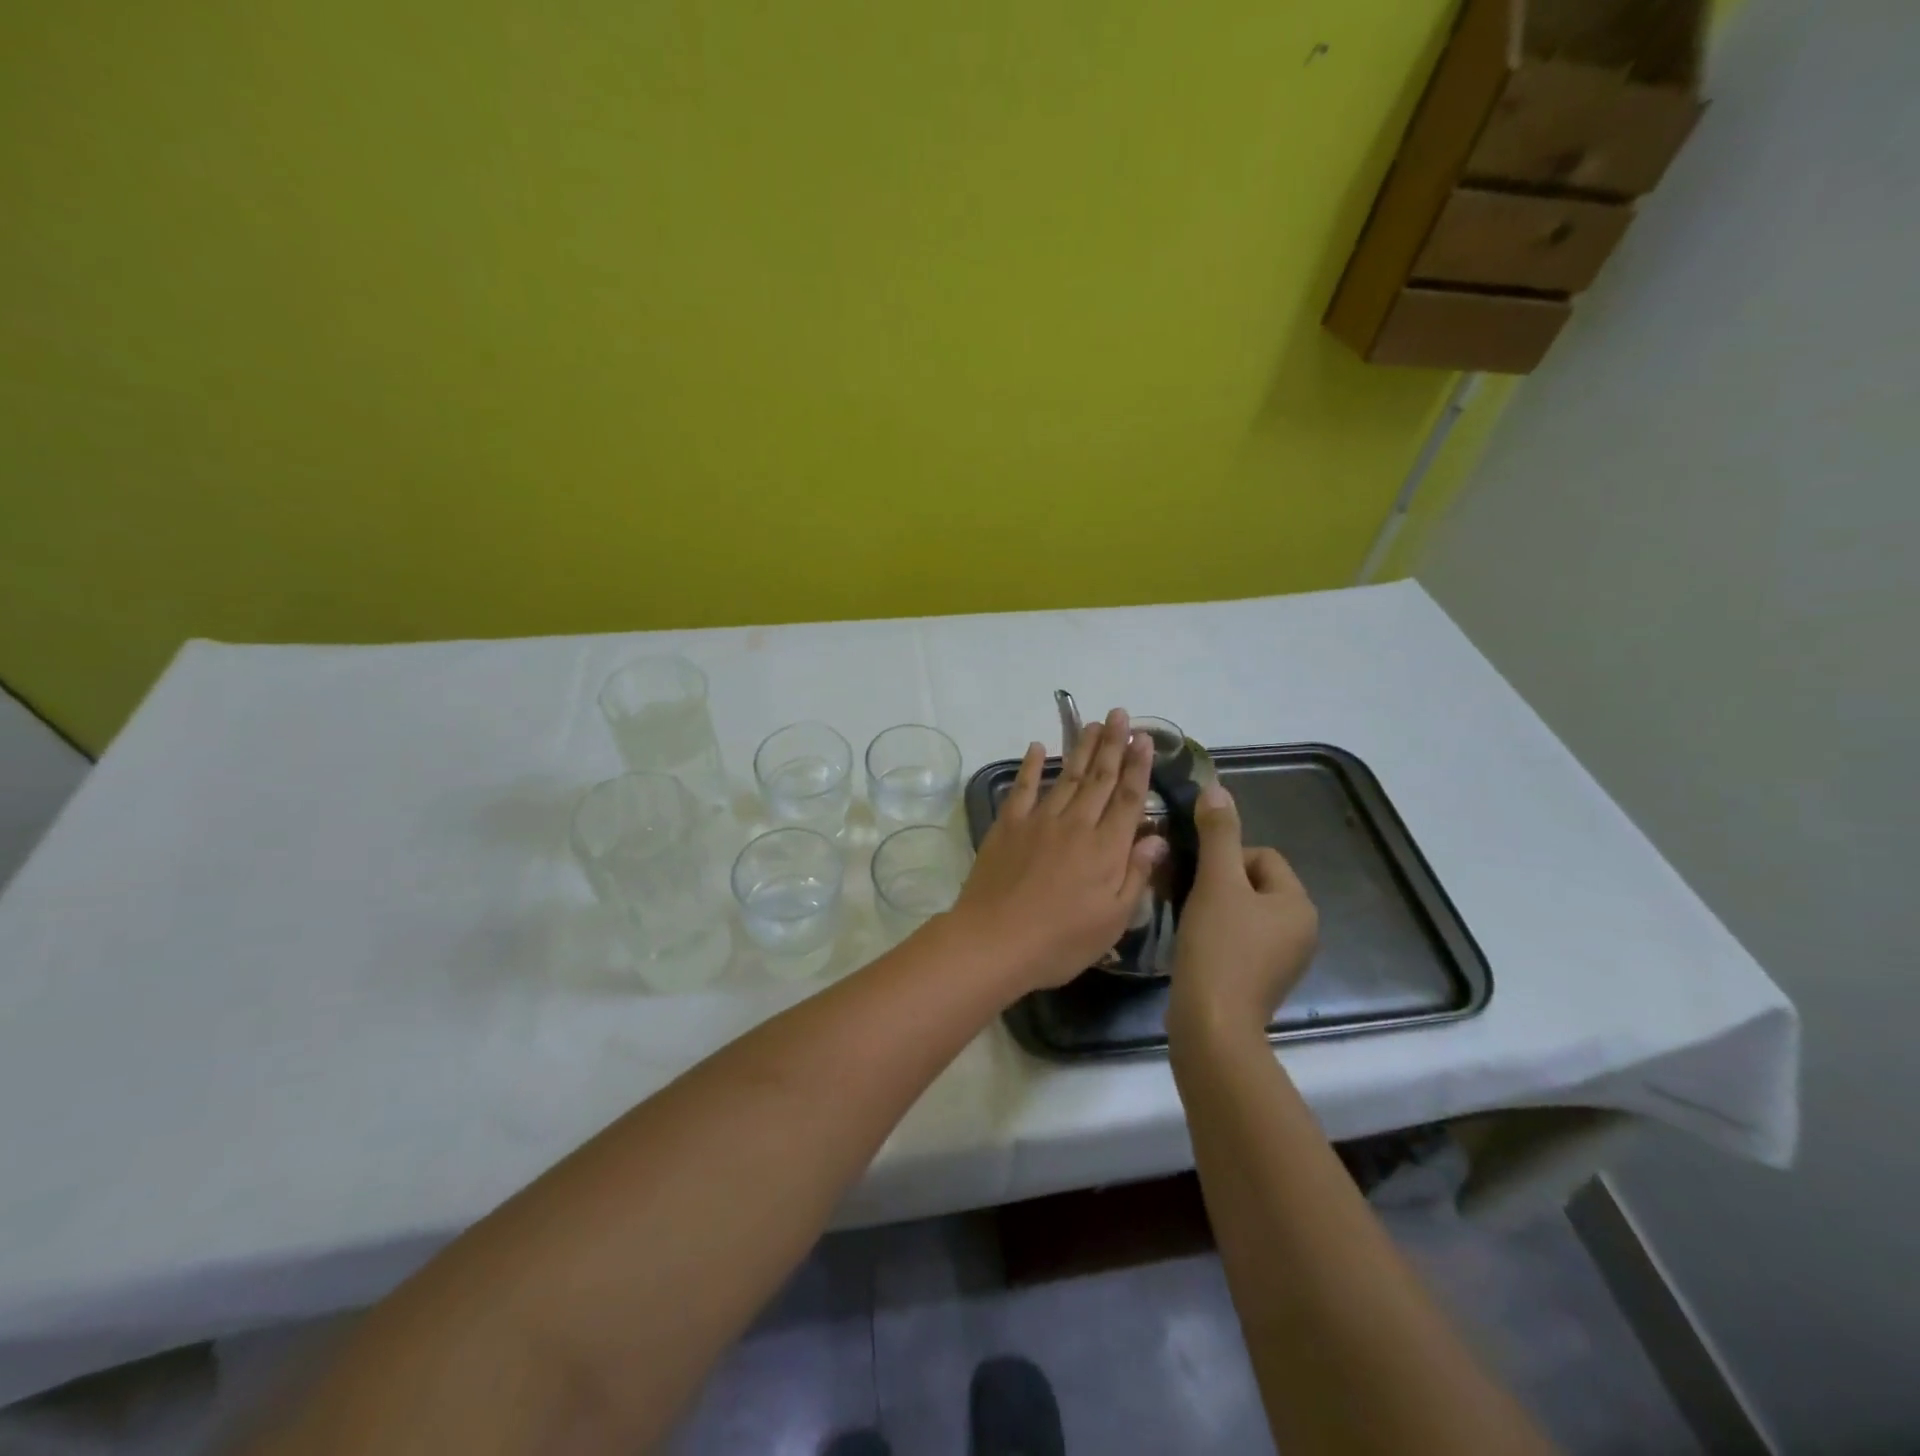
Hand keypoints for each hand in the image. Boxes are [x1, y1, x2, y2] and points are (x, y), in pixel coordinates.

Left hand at [951, 708, 1165, 992]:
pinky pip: (1023, 788)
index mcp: (1106, 848)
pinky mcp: (1008, 825)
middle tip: (1120, 714)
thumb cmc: (1061, 941)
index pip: (1128, 798)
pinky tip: (1038, 747)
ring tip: (1093, 723)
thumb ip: (1136, 875)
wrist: (995, 940)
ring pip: (1068, 776)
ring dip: (1082, 748)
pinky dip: (1031, 766)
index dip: (1139, 766)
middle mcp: (1076, 824)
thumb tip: (1157, 838)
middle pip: (1100, 778)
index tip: (1145, 738)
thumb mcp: (1113, 920)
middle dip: (1113, 744)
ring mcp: (1039, 821)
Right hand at [1168, 783, 1318, 1042]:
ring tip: (1192, 923)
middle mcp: (1302, 930)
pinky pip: (1242, 939)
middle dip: (1220, 885)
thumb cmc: (1218, 947)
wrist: (1212, 1024)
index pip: (1262, 856)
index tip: (1201, 881)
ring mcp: (1285, 959)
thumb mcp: (1216, 882)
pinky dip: (1219, 936)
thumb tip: (1217, 788)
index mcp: (1299, 904)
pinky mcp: (1263, 980)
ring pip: (1244, 911)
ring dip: (1216, 909)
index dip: (1225, 861)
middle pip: (1253, 883)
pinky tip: (1198, 947)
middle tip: (1192, 901)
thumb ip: (1218, 834)